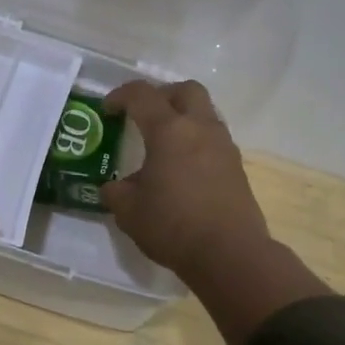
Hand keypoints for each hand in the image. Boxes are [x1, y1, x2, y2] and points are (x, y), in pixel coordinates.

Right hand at [102, 79, 327, 344]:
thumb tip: (114, 187)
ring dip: (183, 118)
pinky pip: (214, 138)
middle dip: (162, 95)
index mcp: (169, 130)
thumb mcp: (129, 211)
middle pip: (185, 90)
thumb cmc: (173, 225)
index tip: (108, 110)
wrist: (230, 254)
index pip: (142, 95)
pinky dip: (196, 141)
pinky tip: (182, 168)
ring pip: (204, 113)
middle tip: (144, 114)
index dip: (121, 96)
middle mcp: (200, 128)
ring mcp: (224, 146)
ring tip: (163, 144)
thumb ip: (116, 192)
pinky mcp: (237, 166)